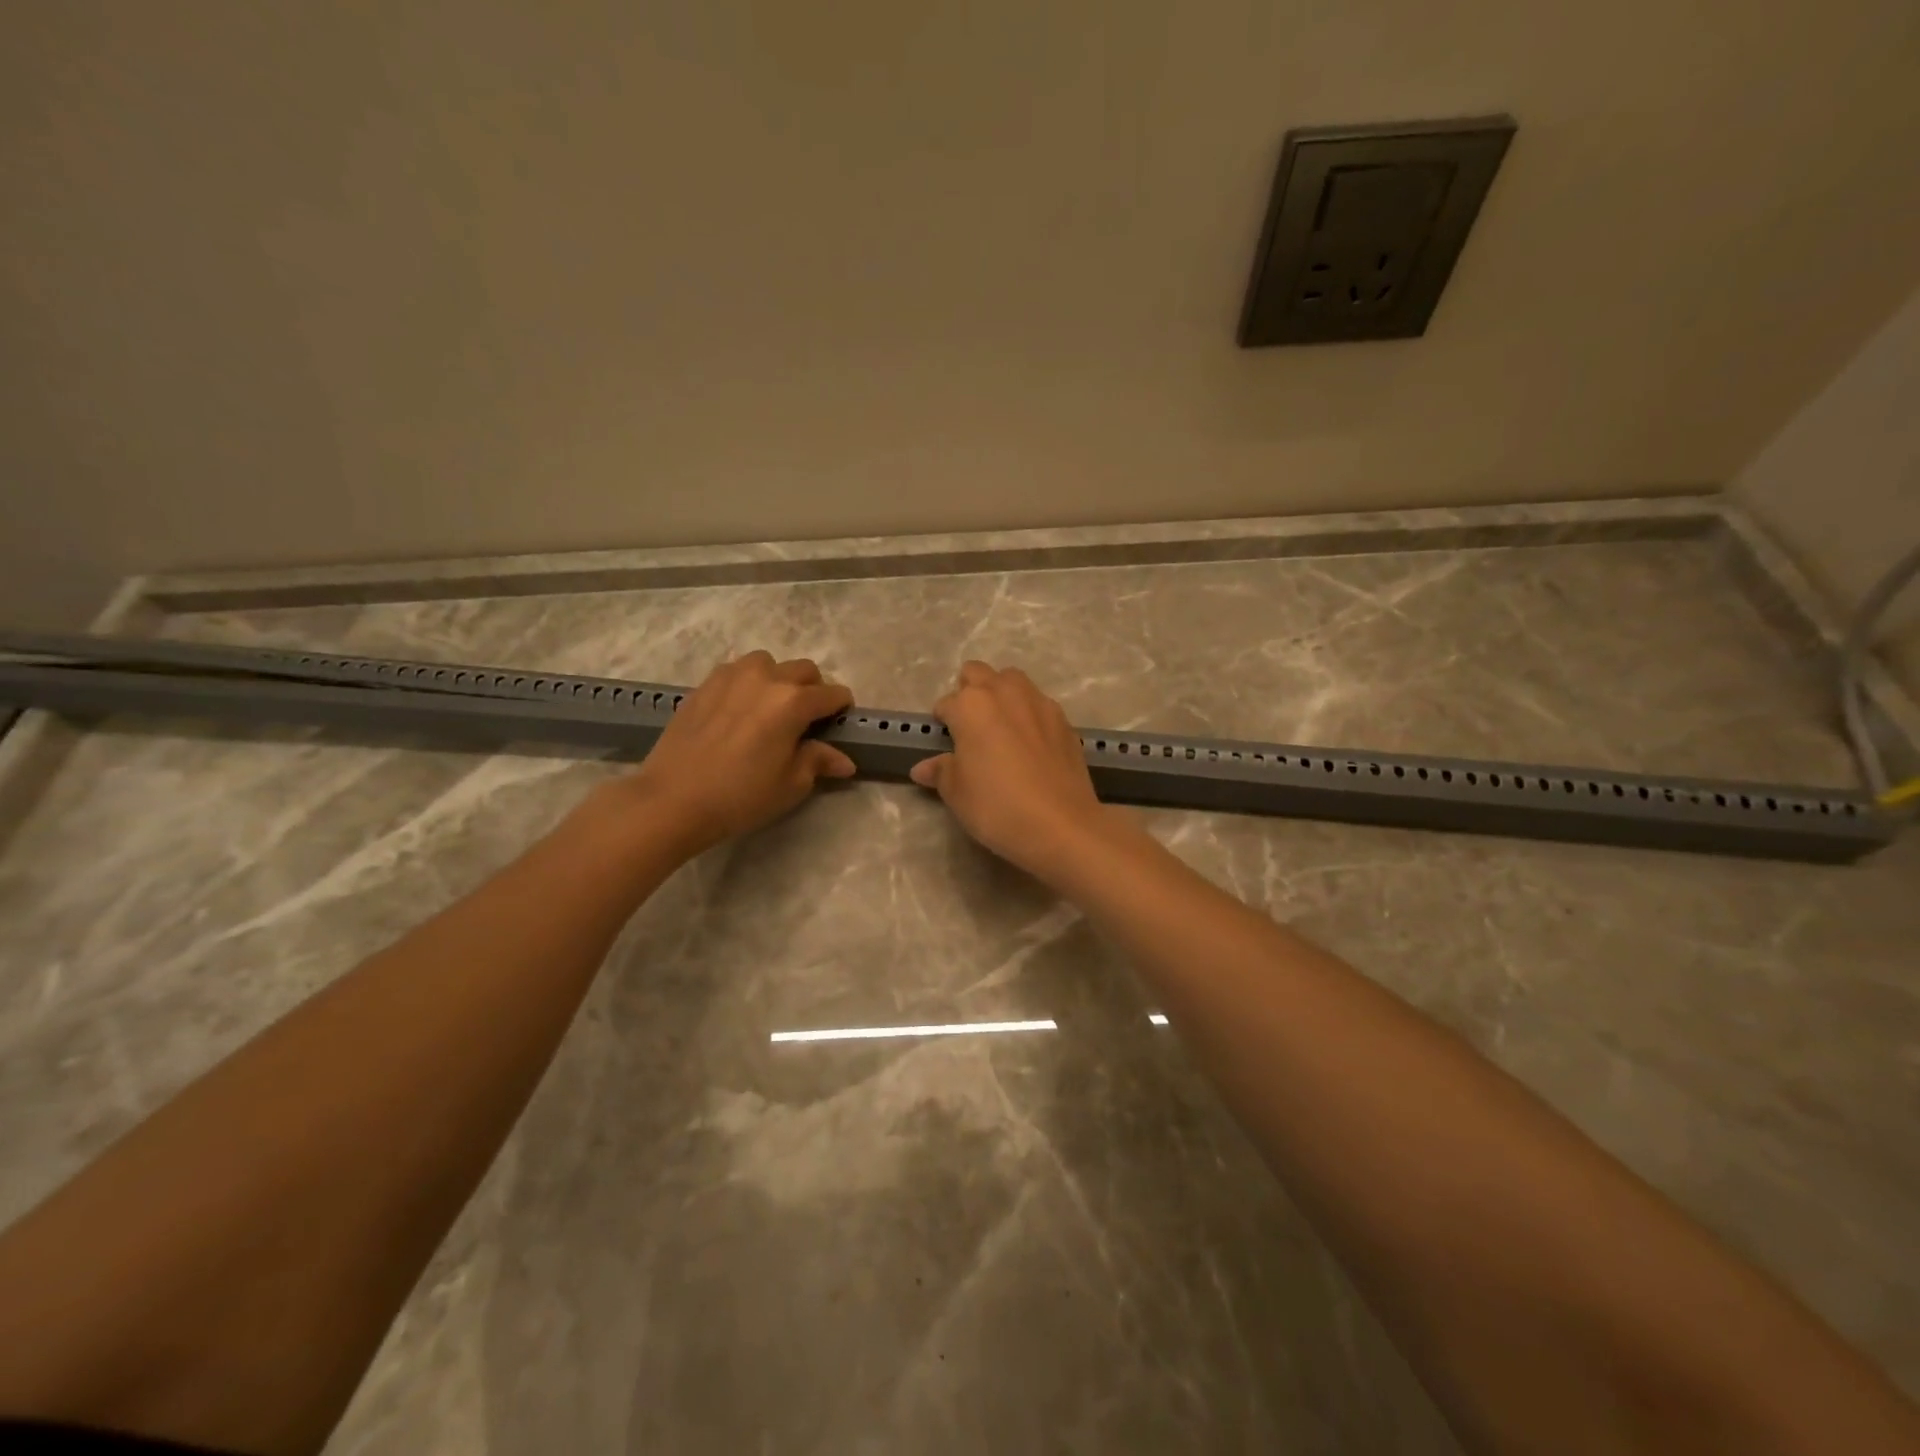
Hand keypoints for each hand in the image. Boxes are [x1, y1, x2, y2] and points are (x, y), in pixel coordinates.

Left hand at [618, 651, 855, 854]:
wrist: (672, 799)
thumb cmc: (740, 795)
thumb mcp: (790, 785)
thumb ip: (818, 762)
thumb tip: (844, 760)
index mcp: (793, 701)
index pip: (832, 694)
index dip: (842, 708)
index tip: (839, 723)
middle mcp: (765, 678)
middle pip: (804, 670)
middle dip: (813, 689)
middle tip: (807, 719)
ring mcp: (731, 676)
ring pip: (768, 663)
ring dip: (778, 679)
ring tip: (770, 708)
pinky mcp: (704, 684)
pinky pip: (736, 672)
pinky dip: (747, 683)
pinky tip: (739, 710)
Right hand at [909, 661, 1113, 882]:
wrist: (1061, 825)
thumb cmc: (996, 806)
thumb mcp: (957, 793)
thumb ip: (941, 772)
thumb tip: (924, 767)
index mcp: (971, 705)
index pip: (946, 704)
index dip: (943, 723)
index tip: (946, 744)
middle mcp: (1005, 692)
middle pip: (979, 674)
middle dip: (970, 692)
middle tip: (970, 728)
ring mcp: (1039, 703)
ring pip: (1013, 681)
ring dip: (1002, 695)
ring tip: (1000, 730)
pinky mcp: (1064, 720)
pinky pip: (1039, 705)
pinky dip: (1029, 716)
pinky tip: (1031, 746)